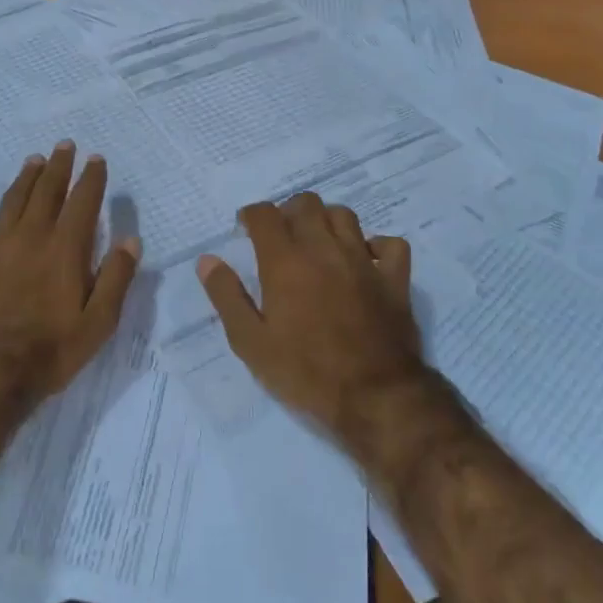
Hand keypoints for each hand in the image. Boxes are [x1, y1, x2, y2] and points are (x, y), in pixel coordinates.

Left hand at [0, 142, 141, 408]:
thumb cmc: (48, 352)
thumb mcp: (98, 324)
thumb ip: (116, 279)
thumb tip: (130, 240)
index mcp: (64, 250)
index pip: (82, 203)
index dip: (91, 179)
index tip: (96, 159)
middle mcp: (29, 237)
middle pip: (46, 192)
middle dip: (58, 167)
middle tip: (64, 146)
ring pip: (11, 201)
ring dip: (24, 178)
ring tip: (34, 160)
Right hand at [197, 194, 425, 442]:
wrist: (376, 399)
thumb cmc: (306, 373)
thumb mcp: (251, 343)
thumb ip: (227, 296)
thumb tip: (207, 260)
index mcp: (285, 261)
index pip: (265, 214)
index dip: (251, 216)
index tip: (245, 230)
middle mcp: (324, 249)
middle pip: (306, 203)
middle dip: (288, 212)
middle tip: (280, 237)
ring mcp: (363, 261)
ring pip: (344, 215)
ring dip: (327, 221)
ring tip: (318, 243)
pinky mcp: (395, 279)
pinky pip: (390, 244)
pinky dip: (376, 245)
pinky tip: (365, 260)